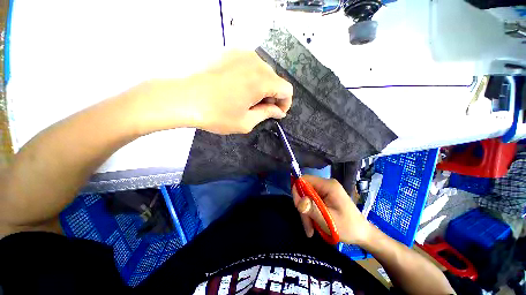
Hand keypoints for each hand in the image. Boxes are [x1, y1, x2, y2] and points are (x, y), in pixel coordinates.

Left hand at [130, 50, 292, 134]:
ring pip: (263, 72)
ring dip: (261, 87)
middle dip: (272, 96)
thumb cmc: (217, 115)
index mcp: (262, 81)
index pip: (286, 90)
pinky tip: (238, 88)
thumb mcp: (246, 122)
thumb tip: (278, 111)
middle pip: (275, 80)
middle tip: (260, 109)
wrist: (183, 98)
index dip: (285, 103)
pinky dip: (250, 78)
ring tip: (247, 99)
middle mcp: (255, 62)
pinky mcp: (229, 52)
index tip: (275, 113)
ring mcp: (241, 54)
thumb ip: (266, 114)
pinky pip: (249, 65)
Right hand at [292, 175, 371, 244]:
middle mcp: (326, 185)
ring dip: (306, 213)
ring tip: (310, 230)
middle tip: (307, 225)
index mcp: (328, 185)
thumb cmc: (349, 227)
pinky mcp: (326, 197)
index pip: (305, 179)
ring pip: (307, 197)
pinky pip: (312, 202)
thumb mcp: (329, 220)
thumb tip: (298, 201)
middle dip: (303, 207)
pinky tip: (313, 225)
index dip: (297, 190)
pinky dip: (311, 213)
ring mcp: (326, 191)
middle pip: (305, 190)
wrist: (363, 234)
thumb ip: (312, 209)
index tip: (297, 206)